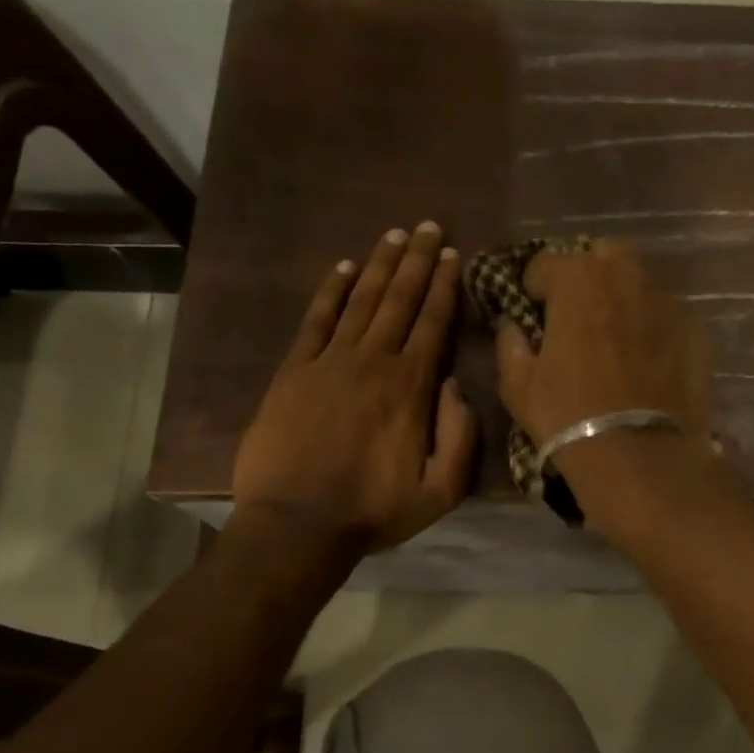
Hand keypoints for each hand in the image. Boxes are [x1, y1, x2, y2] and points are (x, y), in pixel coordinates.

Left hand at [230, 222, 476, 552]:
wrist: (296, 525)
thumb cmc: (373, 511)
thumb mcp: (440, 490)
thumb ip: (460, 436)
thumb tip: (456, 385)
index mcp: (411, 387)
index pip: (432, 323)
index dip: (444, 286)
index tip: (452, 255)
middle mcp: (372, 362)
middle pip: (398, 300)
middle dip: (416, 261)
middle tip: (427, 227)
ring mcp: (328, 363)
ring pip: (360, 301)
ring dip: (378, 265)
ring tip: (393, 235)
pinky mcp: (293, 372)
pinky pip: (315, 321)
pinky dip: (329, 291)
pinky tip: (341, 268)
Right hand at [493, 242, 716, 518]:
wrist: (640, 455)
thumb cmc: (568, 415)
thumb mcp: (518, 384)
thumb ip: (509, 343)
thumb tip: (512, 324)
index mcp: (577, 279)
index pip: (545, 262)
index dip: (533, 286)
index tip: (531, 311)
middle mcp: (625, 276)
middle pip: (601, 257)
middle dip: (585, 276)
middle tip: (575, 314)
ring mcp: (666, 300)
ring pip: (638, 283)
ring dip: (620, 298)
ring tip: (613, 337)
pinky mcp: (694, 329)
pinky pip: (664, 314)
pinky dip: (650, 325)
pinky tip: (645, 359)